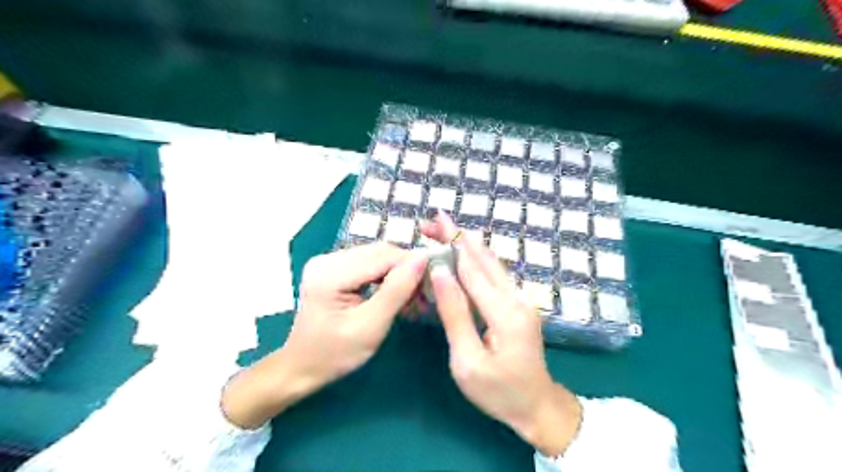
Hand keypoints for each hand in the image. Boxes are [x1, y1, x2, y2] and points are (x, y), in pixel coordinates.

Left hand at [222, 241, 428, 428]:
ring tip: (410, 291)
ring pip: (375, 255)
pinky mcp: (331, 267)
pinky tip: (391, 289)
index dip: (411, 264)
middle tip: (424, 289)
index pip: (382, 256)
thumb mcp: (371, 326)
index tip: (434, 280)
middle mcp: (326, 259)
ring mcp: (327, 261)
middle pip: (378, 252)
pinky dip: (383, 273)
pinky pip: (366, 262)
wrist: (301, 367)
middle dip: (404, 267)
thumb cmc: (335, 354)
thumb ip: (396, 290)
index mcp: (330, 273)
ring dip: (396, 270)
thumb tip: (422, 258)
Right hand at [420, 211, 579, 456]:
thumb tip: (440, 273)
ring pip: (492, 262)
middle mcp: (517, 297)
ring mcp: (522, 299)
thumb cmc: (499, 391)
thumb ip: (455, 314)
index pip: (472, 268)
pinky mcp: (520, 304)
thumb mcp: (467, 361)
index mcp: (505, 311)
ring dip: (467, 244)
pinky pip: (495, 274)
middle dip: (459, 235)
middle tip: (434, 220)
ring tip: (444, 231)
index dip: (453, 242)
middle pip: (484, 257)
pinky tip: (463, 254)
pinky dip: (476, 259)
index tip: (435, 220)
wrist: (537, 406)